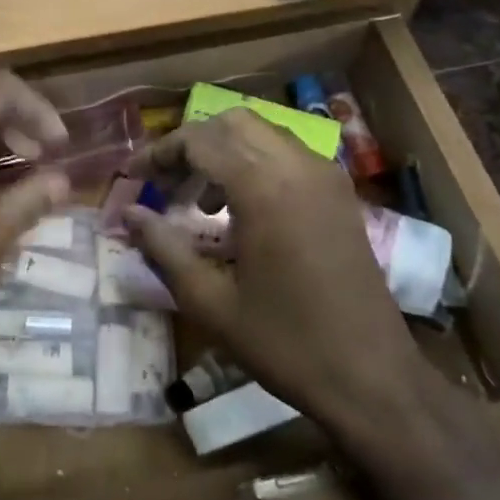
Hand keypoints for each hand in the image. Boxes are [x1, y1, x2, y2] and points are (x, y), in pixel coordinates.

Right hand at [125, 110, 453, 466]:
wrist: (372, 377)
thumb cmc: (284, 343)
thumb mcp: (209, 301)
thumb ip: (163, 248)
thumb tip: (128, 213)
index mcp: (264, 188)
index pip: (199, 140)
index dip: (159, 153)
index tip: (132, 178)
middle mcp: (298, 167)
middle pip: (232, 122)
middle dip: (192, 144)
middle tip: (166, 184)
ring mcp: (325, 177)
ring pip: (262, 133)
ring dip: (224, 151)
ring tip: (199, 200)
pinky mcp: (340, 194)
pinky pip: (288, 154)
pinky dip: (254, 162)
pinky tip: (241, 209)